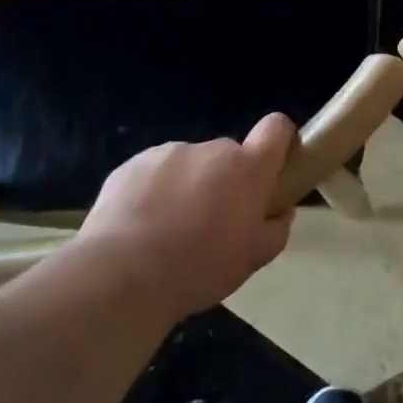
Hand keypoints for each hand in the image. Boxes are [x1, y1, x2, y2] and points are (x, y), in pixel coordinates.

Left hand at [75, 114, 296, 321]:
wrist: (122, 275)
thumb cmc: (199, 267)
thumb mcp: (252, 260)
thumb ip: (275, 230)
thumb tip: (280, 213)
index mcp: (247, 168)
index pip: (276, 128)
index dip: (279, 141)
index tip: (272, 168)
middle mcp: (211, 150)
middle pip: (228, 156)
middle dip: (225, 181)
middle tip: (210, 222)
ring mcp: (168, 153)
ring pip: (189, 165)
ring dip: (187, 186)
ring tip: (167, 231)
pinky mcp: (131, 164)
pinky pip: (153, 173)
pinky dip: (152, 192)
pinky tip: (138, 228)